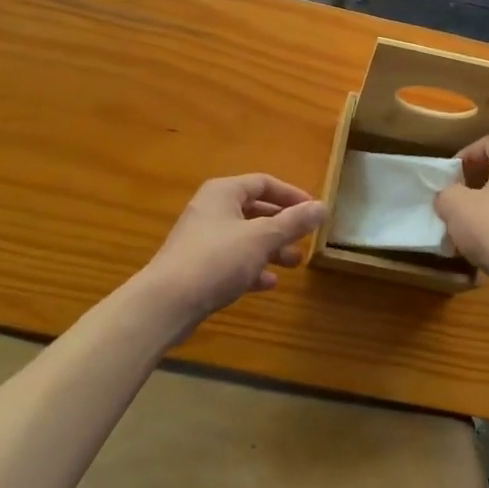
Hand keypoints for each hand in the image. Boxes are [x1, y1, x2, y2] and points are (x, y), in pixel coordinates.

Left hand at [141, 175, 326, 331]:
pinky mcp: (197, 267)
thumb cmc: (216, 260)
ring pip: (245, 237)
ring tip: (295, 263)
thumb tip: (323, 207)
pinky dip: (252, 267)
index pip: (264, 183)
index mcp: (224, 192)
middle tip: (306, 238)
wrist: (165, 304)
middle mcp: (212, 210)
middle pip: (255, 210)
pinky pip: (232, 260)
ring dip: (271, 248)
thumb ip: (294, 222)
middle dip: (283, 225)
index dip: (291, 195)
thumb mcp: (262, 238)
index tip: (313, 211)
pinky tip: (269, 283)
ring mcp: (202, 239)